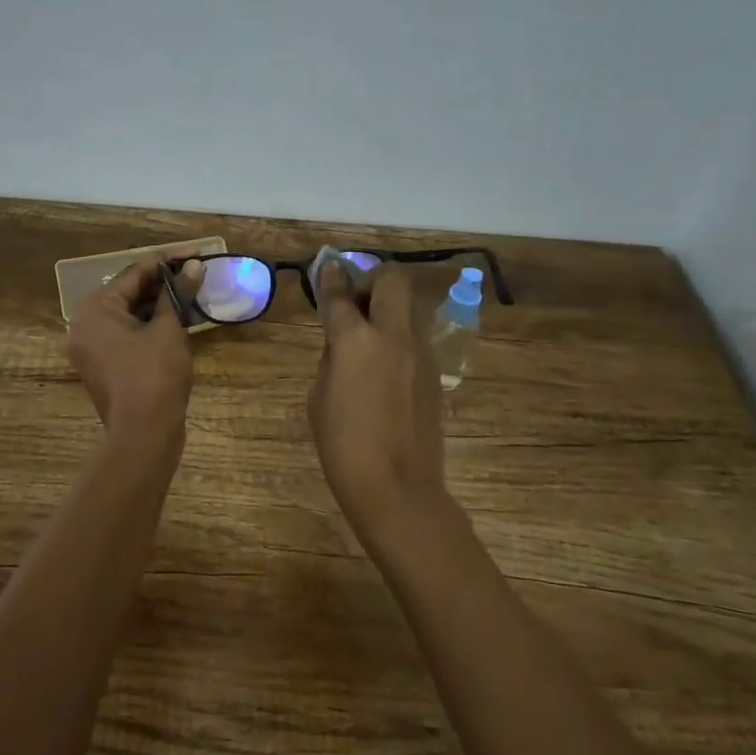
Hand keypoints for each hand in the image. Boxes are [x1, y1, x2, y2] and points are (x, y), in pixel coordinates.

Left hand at [67, 257, 200, 443]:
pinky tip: (177, 320)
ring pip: (127, 316)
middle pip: (127, 294)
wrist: (144, 434)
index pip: (132, 274)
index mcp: (94, 310)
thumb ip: (178, 294)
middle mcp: (84, 325)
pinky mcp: (103, 367)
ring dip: (158, 305)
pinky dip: (149, 326)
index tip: (193, 255)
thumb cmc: (155, 374)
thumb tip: (195, 266)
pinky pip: (126, 335)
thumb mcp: (170, 329)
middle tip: (194, 274)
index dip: (165, 263)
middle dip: (161, 284)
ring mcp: (91, 349)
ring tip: (191, 295)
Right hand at [308, 262, 450, 540]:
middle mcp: (393, 336)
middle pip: (391, 280)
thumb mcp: (319, 398)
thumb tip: (343, 340)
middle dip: (372, 279)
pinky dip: (399, 335)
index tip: (326, 267)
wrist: (397, 488)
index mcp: (356, 341)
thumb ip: (332, 358)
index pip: (340, 294)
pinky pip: (416, 336)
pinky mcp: (436, 372)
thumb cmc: (344, 446)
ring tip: (370, 333)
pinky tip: (385, 364)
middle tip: (356, 301)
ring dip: (389, 306)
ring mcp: (421, 353)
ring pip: (410, 306)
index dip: (330, 277)